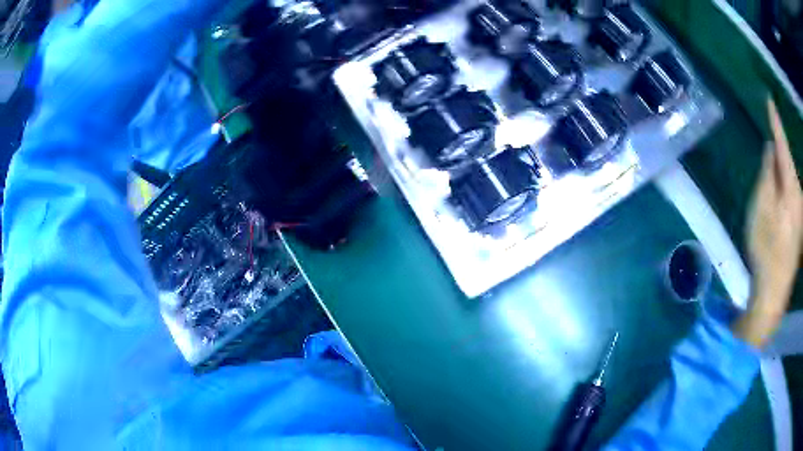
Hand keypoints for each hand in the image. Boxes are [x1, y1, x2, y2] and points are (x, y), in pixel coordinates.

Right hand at [733, 99, 802, 347]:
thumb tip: (771, 149)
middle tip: (769, 146)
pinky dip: (783, 190)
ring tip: (772, 176)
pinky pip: (791, 196)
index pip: (783, 146)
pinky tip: (778, 200)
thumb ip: (767, 173)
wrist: (774, 293)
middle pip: (788, 164)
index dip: (776, 122)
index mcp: (791, 187)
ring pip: (790, 181)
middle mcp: (799, 196)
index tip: (770, 101)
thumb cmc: (767, 249)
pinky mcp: (798, 226)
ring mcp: (800, 213)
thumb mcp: (761, 206)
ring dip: (780, 174)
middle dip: (779, 152)